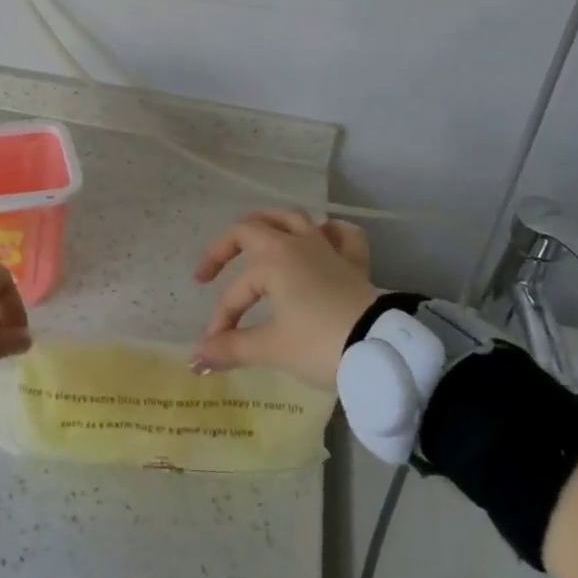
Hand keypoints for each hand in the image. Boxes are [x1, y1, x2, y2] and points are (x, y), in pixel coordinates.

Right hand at [190, 210, 380, 388]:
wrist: (382, 351)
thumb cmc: (320, 344)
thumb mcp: (271, 349)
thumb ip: (231, 349)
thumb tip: (195, 359)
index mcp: (272, 260)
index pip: (235, 290)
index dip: (221, 319)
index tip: (215, 347)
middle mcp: (296, 244)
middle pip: (251, 228)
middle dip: (225, 249)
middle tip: (210, 272)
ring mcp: (327, 249)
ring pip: (292, 218)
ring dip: (269, 223)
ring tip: (255, 234)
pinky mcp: (353, 263)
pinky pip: (342, 234)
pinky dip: (328, 232)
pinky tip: (321, 238)